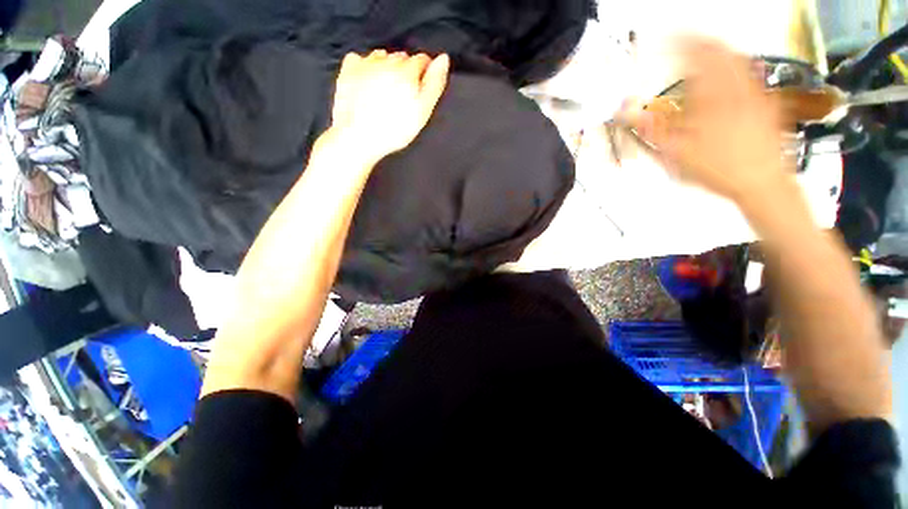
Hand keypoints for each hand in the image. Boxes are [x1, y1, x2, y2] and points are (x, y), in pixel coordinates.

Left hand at [328, 50, 449, 162]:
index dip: (426, 73)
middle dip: (406, 71)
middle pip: (402, 57)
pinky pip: (360, 59)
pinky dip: (365, 67)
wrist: (359, 137)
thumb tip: (443, 59)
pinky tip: (367, 83)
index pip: (423, 60)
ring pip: (382, 57)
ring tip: (386, 92)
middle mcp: (386, 61)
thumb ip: (434, 84)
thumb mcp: (422, 111)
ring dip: (387, 68)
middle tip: (404, 95)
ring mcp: (366, 64)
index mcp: (407, 71)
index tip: (422, 88)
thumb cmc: (394, 129)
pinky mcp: (349, 70)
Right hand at [627, 38, 787, 204]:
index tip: (662, 37)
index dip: (677, 42)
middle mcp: (736, 87)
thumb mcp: (675, 152)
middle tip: (683, 37)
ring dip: (719, 49)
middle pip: (720, 50)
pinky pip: (752, 73)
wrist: (761, 183)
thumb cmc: (718, 169)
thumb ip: (651, 128)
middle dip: (699, 39)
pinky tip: (732, 70)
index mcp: (712, 96)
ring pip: (738, 58)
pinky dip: (737, 65)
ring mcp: (755, 93)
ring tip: (705, 47)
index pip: (694, 55)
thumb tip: (627, 113)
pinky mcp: (767, 103)